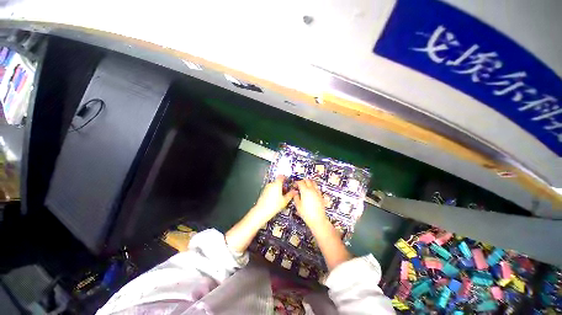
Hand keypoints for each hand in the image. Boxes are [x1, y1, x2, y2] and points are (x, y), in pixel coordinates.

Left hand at [254, 176, 296, 220]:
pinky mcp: (263, 192)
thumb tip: (295, 192)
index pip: (281, 176)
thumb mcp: (285, 200)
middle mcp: (271, 184)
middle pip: (278, 181)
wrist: (262, 211)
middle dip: (282, 185)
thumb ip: (290, 194)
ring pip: (274, 185)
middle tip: (286, 191)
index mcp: (277, 184)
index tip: (287, 181)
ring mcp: (266, 188)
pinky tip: (275, 199)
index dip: (285, 178)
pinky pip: (270, 189)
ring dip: (278, 189)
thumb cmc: (273, 205)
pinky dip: (273, 191)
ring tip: (281, 196)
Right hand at [294, 179, 326, 226]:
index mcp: (305, 191)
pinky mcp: (321, 195)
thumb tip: (295, 193)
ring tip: (305, 186)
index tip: (294, 185)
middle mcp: (312, 190)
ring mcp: (317, 192)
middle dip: (303, 181)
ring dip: (309, 182)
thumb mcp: (298, 205)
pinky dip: (313, 187)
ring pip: (313, 182)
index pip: (300, 182)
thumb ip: (296, 197)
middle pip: (307, 180)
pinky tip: (311, 191)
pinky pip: (317, 187)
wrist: (318, 219)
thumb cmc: (307, 214)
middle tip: (299, 184)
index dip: (296, 182)